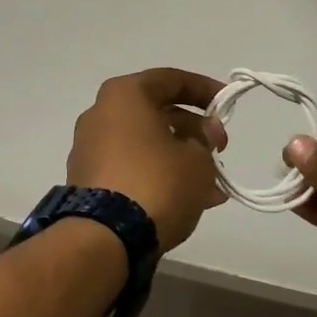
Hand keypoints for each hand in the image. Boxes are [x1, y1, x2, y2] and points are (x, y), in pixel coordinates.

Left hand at [68, 69, 228, 251]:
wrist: (104, 237)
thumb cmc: (156, 182)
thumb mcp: (197, 159)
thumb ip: (205, 140)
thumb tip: (202, 134)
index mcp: (124, 94)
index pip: (171, 79)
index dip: (204, 89)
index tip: (228, 103)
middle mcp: (102, 113)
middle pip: (157, 111)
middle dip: (194, 130)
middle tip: (220, 149)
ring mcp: (90, 147)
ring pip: (146, 143)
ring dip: (180, 158)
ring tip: (213, 186)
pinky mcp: (88, 179)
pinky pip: (132, 166)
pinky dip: (159, 175)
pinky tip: (189, 199)